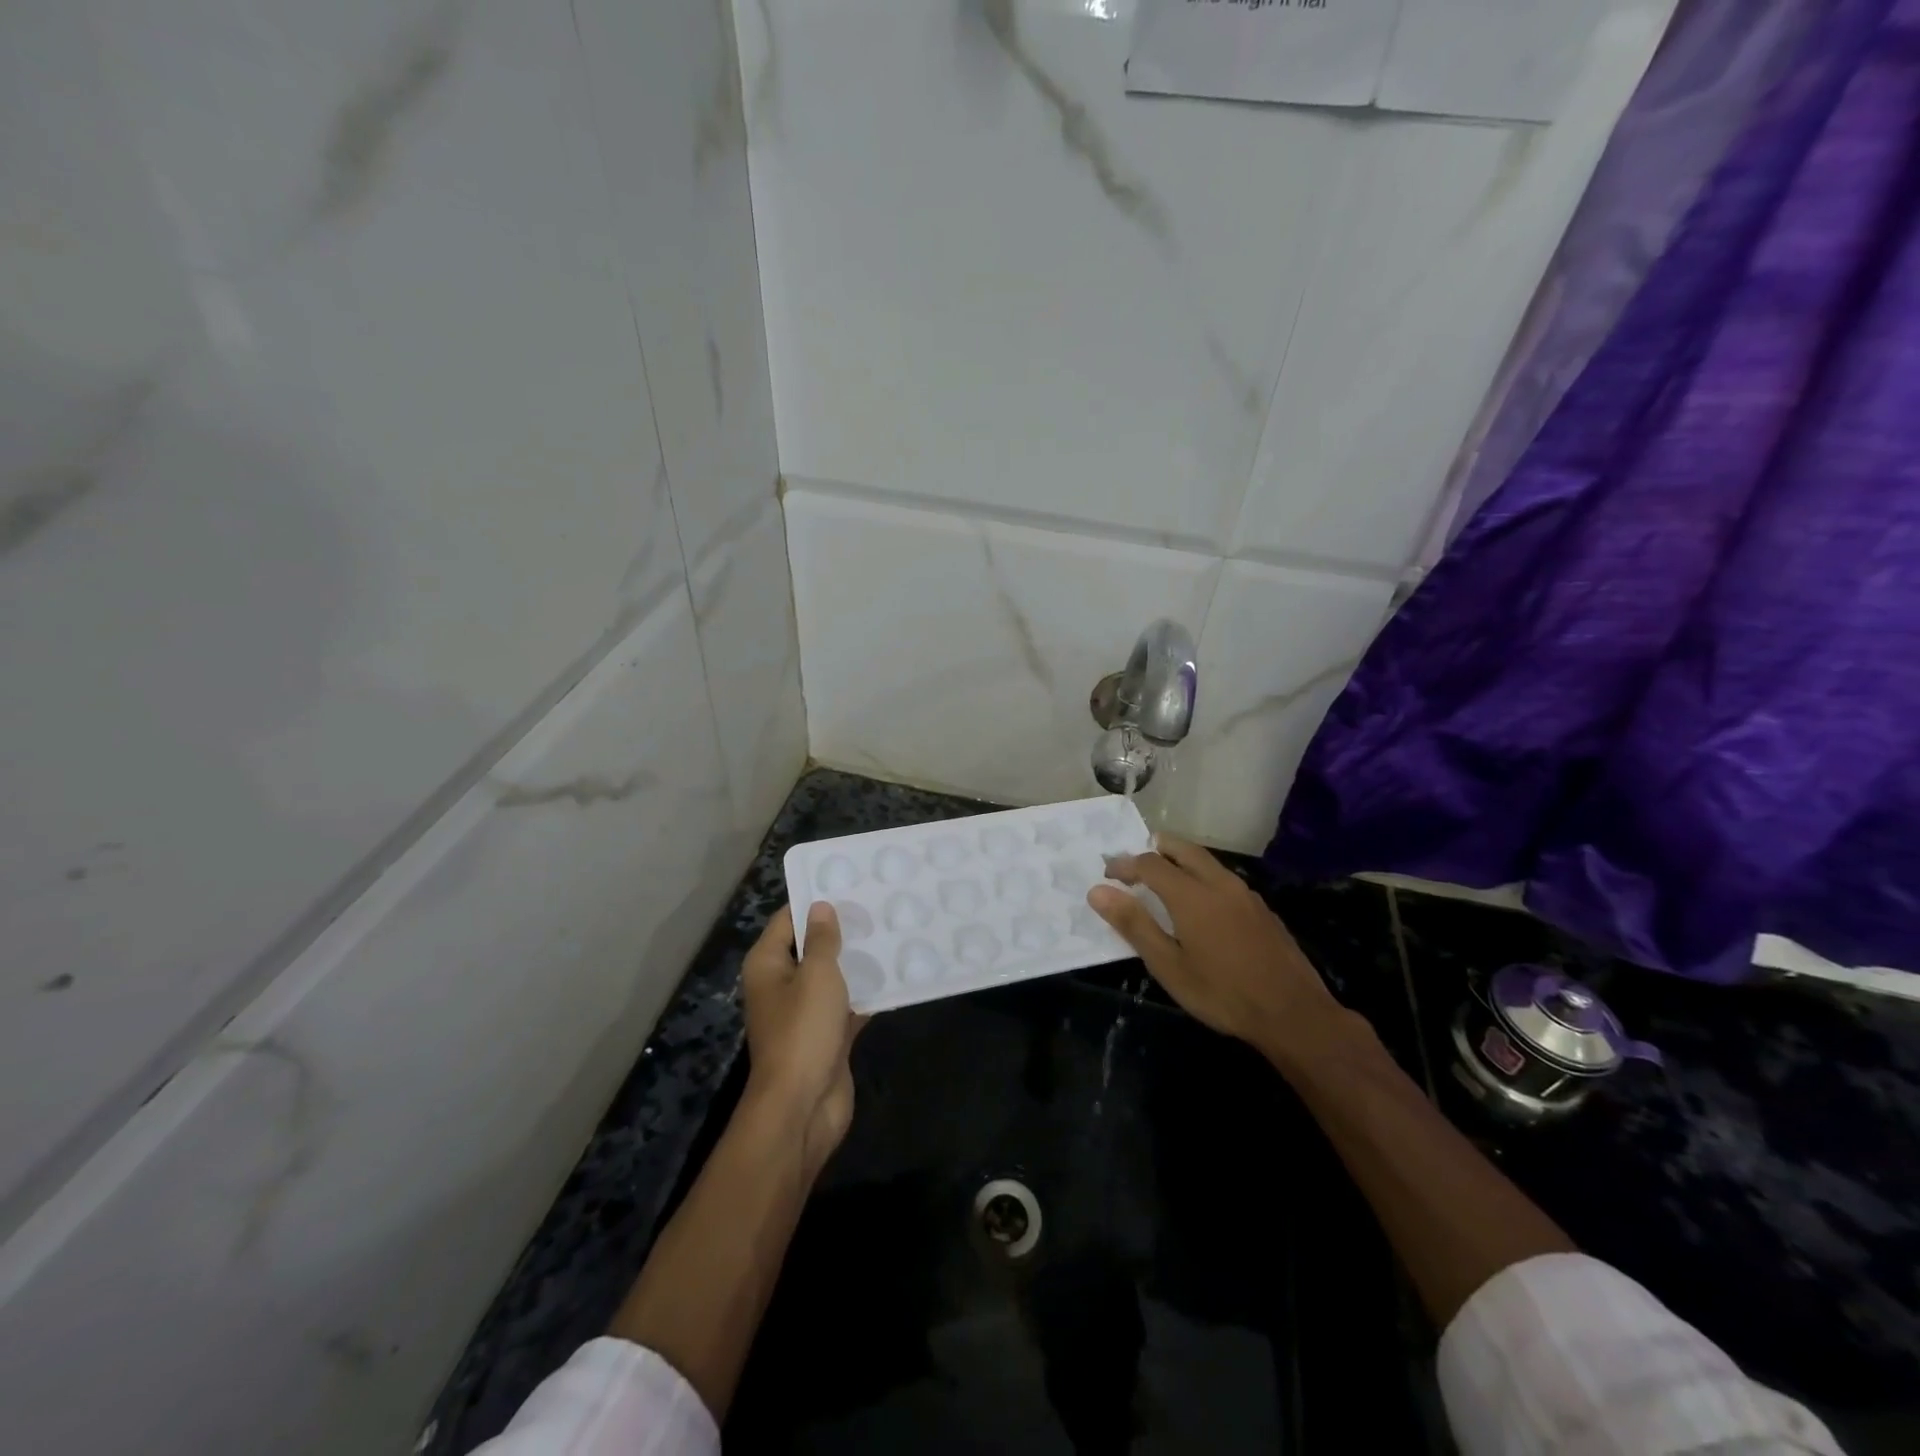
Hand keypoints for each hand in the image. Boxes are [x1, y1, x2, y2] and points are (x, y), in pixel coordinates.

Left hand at [740, 903, 866, 1175]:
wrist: (802, 1108)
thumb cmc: (803, 1031)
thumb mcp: (816, 976)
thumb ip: (821, 940)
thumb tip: (820, 907)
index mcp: (768, 965)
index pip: (787, 920)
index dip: (814, 901)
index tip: (848, 882)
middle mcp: (782, 985)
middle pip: (811, 947)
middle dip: (842, 930)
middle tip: (878, 905)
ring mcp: (805, 1013)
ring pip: (833, 976)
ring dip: (858, 961)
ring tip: (893, 932)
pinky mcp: (827, 1036)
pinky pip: (848, 1005)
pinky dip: (867, 993)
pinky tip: (897, 975)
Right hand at [1089, 836, 1356, 1069]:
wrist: (1294, 1013)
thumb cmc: (1222, 993)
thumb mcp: (1169, 966)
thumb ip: (1134, 924)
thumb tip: (1098, 891)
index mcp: (1191, 895)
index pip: (1150, 863)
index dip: (1125, 864)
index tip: (1108, 876)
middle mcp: (1218, 883)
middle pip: (1182, 849)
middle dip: (1155, 849)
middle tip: (1135, 864)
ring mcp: (1245, 894)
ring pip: (1206, 861)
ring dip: (1180, 860)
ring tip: (1163, 879)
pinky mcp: (1261, 908)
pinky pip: (1223, 877)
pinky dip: (1201, 876)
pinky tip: (1200, 903)